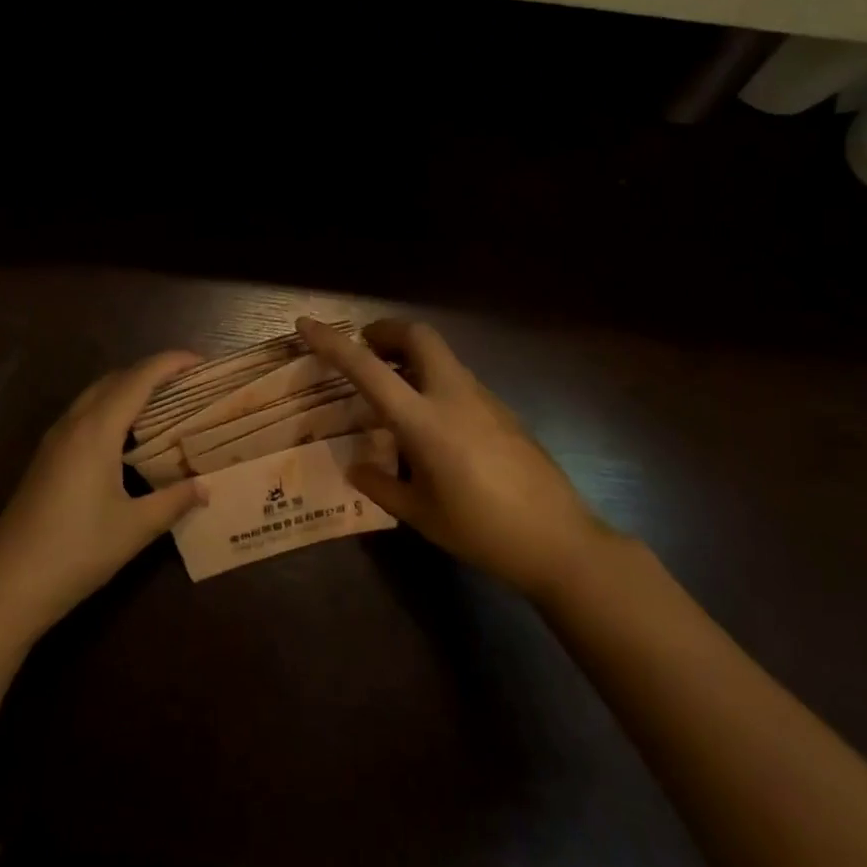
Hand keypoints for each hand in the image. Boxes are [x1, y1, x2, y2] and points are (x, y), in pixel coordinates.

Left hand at [0, 351, 209, 638]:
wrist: (9, 585)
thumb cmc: (77, 551)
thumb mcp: (135, 528)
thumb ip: (174, 501)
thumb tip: (205, 486)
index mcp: (96, 431)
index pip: (138, 379)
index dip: (170, 363)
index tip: (200, 361)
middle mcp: (73, 424)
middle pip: (115, 379)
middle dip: (151, 372)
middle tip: (186, 384)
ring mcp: (54, 440)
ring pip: (95, 395)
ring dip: (128, 389)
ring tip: (163, 405)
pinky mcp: (45, 458)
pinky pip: (83, 415)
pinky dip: (111, 409)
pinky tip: (127, 437)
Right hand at [297, 316, 611, 600]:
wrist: (560, 541)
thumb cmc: (482, 531)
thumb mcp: (421, 515)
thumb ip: (381, 486)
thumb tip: (356, 467)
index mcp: (424, 421)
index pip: (368, 369)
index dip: (333, 343)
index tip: (307, 324)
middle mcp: (453, 396)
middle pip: (418, 335)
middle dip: (386, 331)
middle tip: (366, 351)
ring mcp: (483, 399)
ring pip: (440, 354)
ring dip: (410, 355)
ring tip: (391, 388)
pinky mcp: (501, 409)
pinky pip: (457, 378)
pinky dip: (432, 377)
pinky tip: (429, 420)